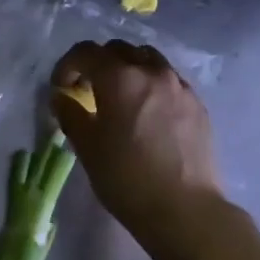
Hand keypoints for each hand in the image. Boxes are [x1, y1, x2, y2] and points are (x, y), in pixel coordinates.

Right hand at [50, 40, 224, 242]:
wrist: (184, 209)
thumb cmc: (126, 178)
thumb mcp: (87, 147)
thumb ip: (70, 114)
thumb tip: (61, 97)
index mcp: (120, 78)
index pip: (86, 52)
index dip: (67, 65)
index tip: (61, 87)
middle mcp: (151, 72)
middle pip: (119, 50)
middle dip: (98, 63)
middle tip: (88, 90)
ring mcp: (179, 86)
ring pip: (148, 60)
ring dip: (128, 69)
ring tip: (121, 97)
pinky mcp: (197, 105)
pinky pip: (169, 81)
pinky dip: (152, 85)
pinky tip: (148, 114)